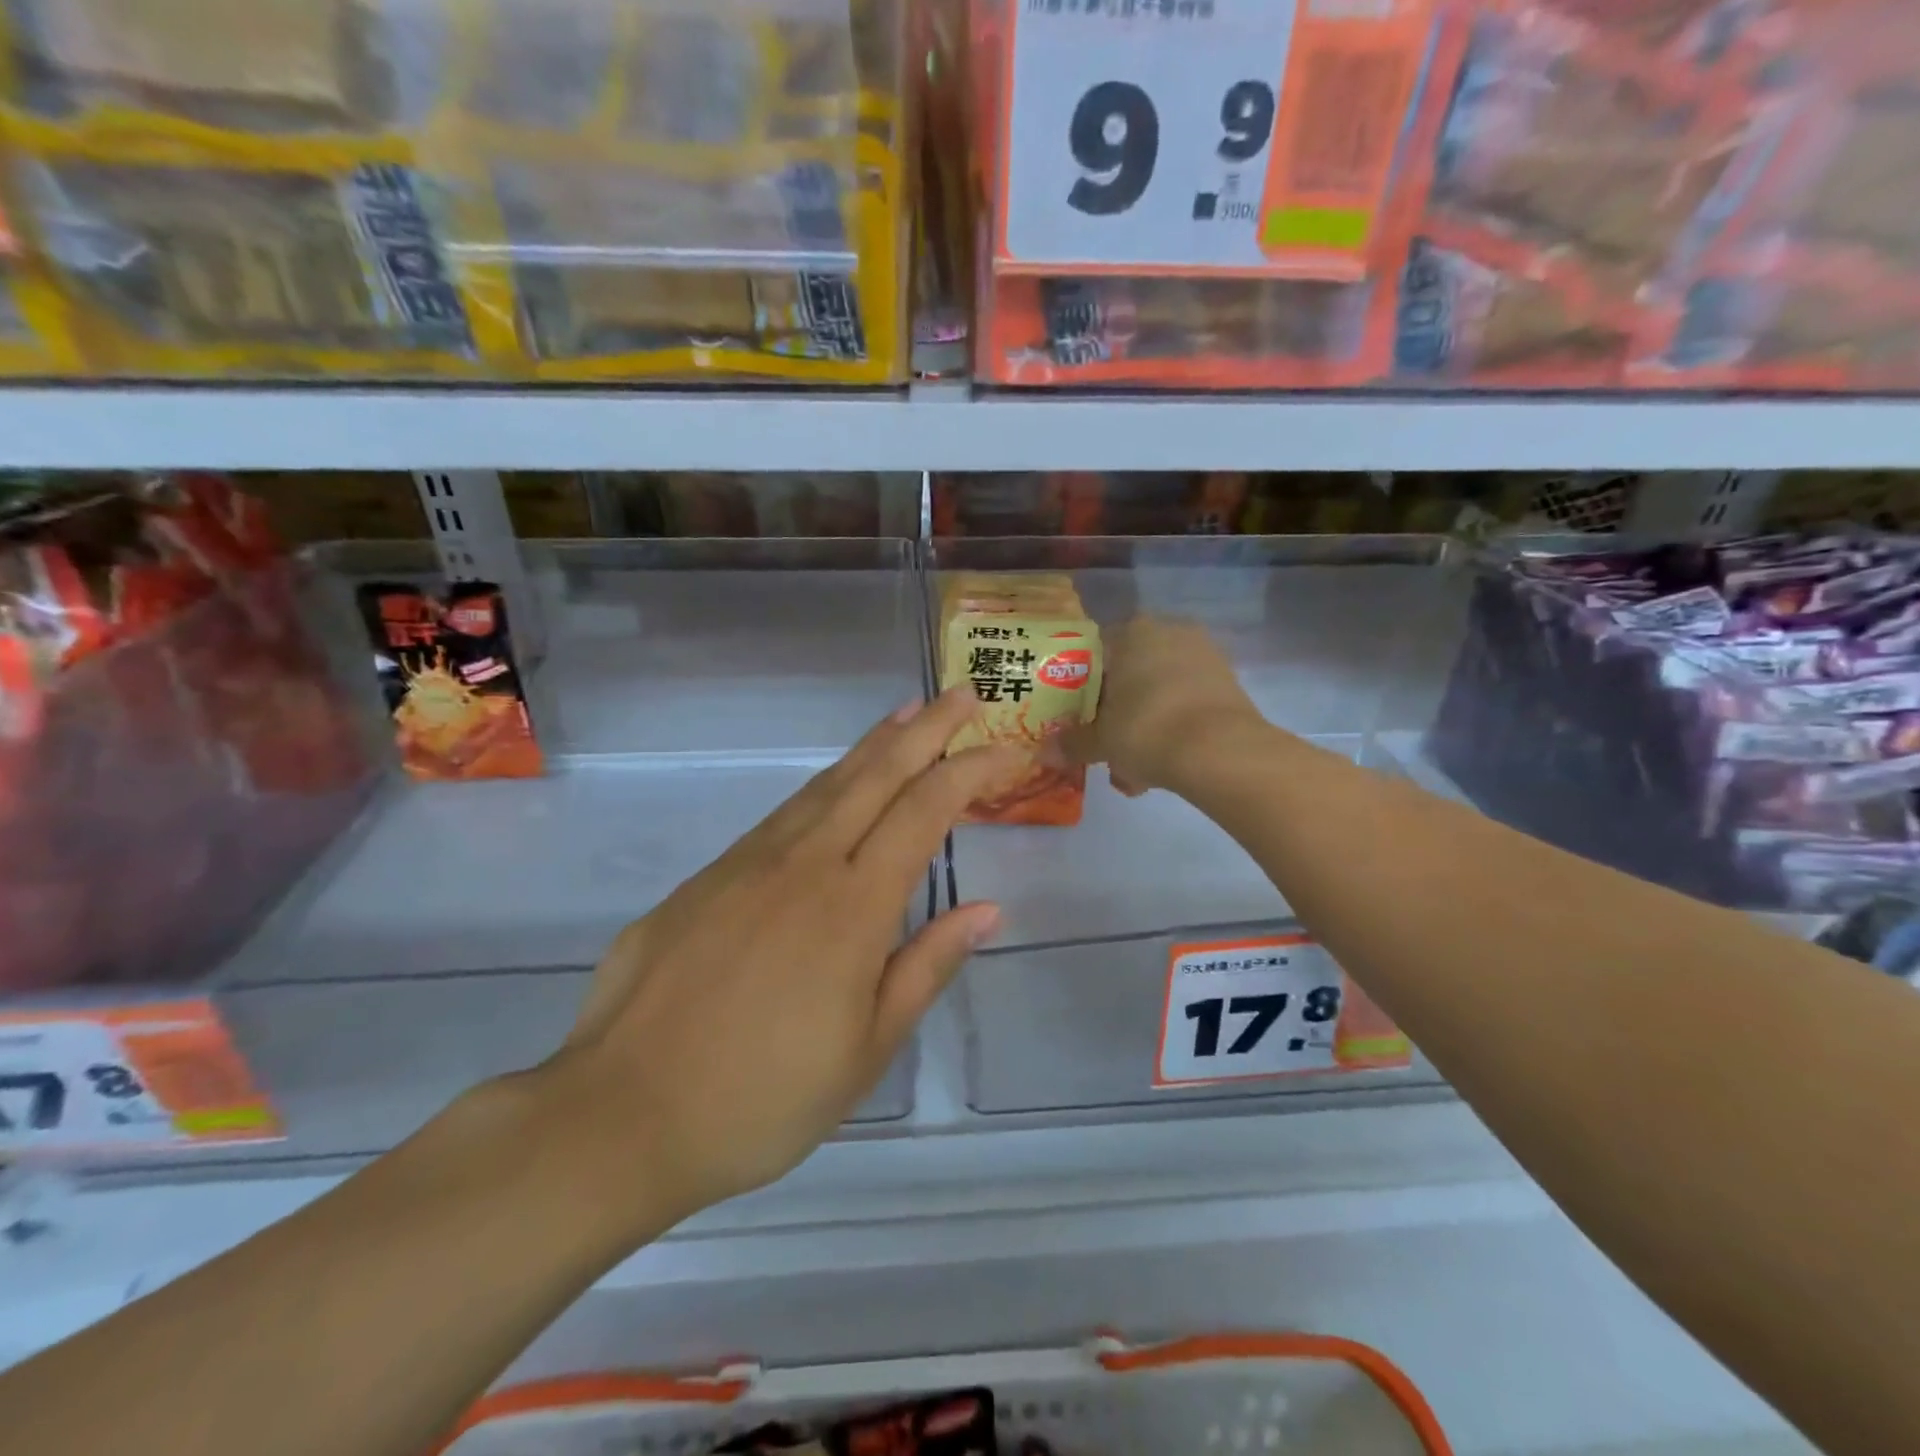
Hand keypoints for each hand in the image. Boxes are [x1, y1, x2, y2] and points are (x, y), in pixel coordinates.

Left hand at [530, 688, 1016, 1238]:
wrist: (620, 1115)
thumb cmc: (762, 1098)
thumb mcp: (866, 1049)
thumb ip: (926, 967)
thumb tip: (985, 910)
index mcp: (853, 907)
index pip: (925, 812)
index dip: (971, 772)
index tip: (1007, 750)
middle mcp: (804, 864)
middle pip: (876, 775)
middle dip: (926, 729)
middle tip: (960, 694)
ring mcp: (748, 864)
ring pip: (825, 784)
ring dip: (873, 745)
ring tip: (906, 715)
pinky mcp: (708, 877)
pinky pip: (782, 814)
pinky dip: (823, 785)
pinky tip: (834, 786)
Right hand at [1065, 617, 1261, 795]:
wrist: (1220, 751)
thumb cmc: (1146, 729)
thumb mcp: (1101, 741)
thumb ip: (1072, 744)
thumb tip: (1046, 753)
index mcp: (1131, 633)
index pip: (1096, 655)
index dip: (1083, 691)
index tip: (1080, 720)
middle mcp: (1169, 633)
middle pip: (1130, 677)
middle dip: (1117, 716)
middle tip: (1106, 750)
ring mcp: (1204, 656)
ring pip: (1159, 695)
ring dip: (1145, 730)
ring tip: (1134, 775)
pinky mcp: (1228, 684)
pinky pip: (1186, 706)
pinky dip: (1173, 732)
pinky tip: (1162, 770)